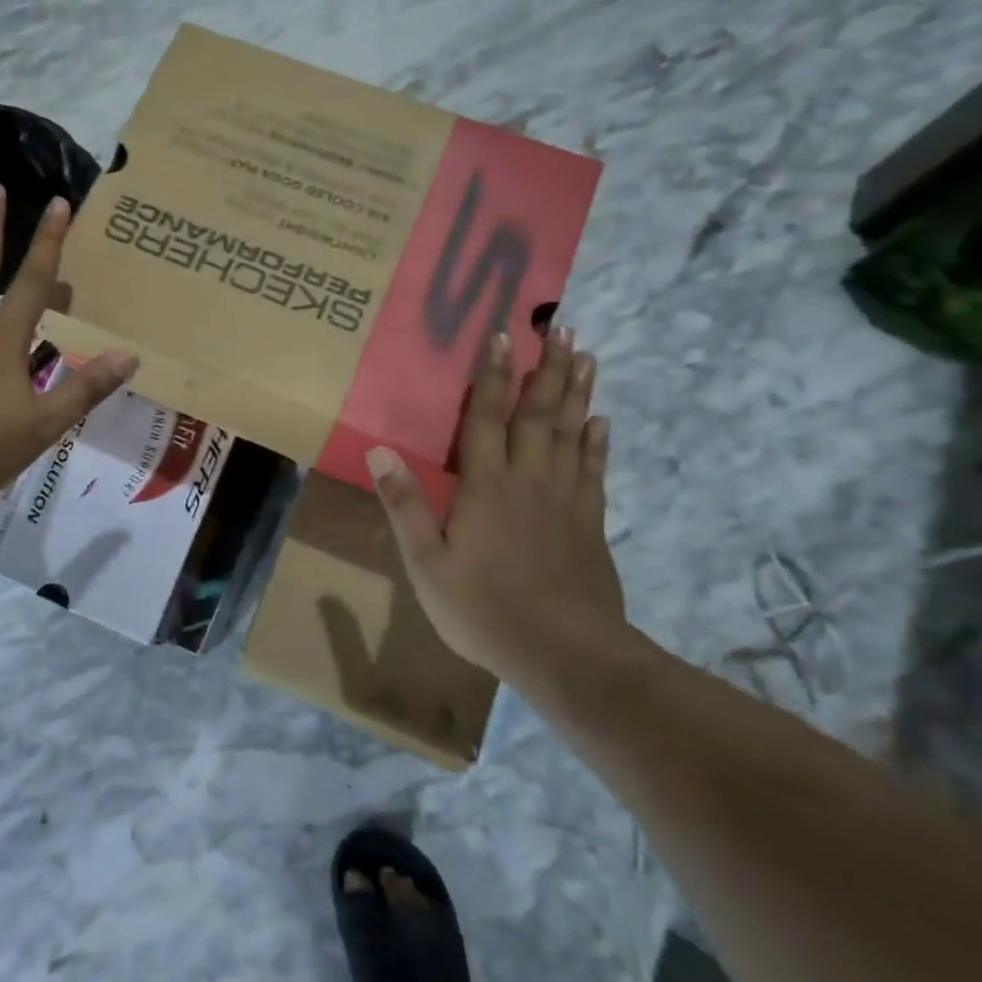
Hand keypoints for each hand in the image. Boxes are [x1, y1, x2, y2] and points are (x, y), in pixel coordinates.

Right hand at [365, 327, 629, 689]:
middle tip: (560, 327)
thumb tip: (379, 450)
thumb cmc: (484, 608)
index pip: (486, 417)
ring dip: (577, 392)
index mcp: (486, 485)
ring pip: (572, 432)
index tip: (500, 336)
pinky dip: (598, 441)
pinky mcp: (590, 521)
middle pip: (538, 413)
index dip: (492, 375)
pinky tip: (602, 420)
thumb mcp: (426, 562)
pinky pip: (594, 469)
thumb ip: (404, 504)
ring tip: (586, 355)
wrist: (564, 654)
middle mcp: (529, 478)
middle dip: (546, 368)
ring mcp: (565, 498)